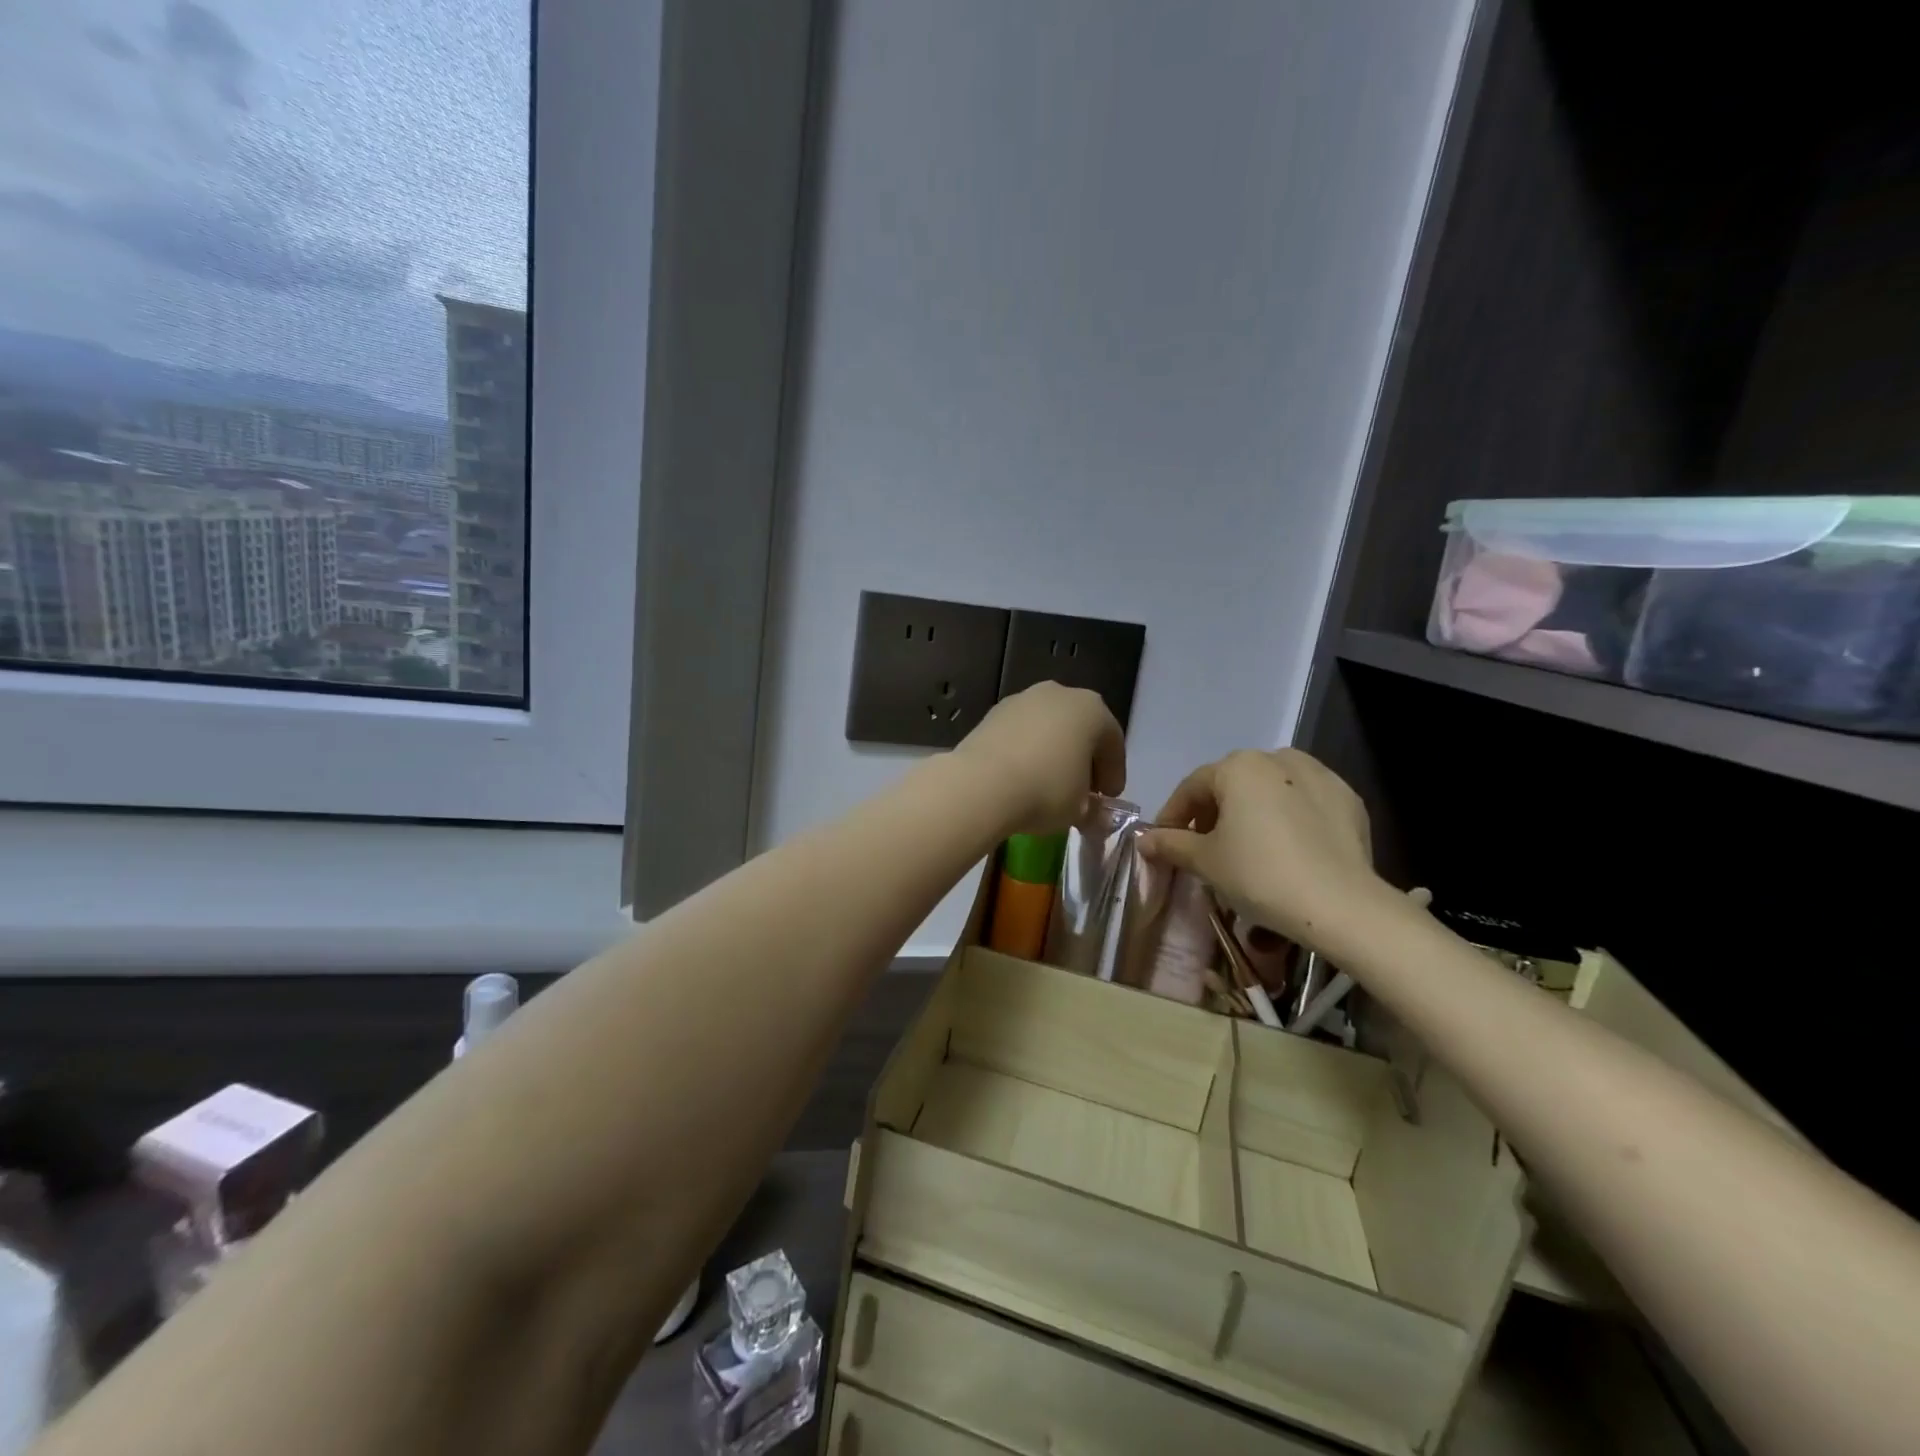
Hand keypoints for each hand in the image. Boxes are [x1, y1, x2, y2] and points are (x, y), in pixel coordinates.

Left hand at [953, 683, 1125, 834]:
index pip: (1113, 743)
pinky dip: (1026, 750)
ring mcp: (1023, 699)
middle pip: (1080, 729)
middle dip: (1083, 759)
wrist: (981, 784)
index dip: (1114, 773)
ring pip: (1048, 728)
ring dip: (1053, 753)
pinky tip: (1021, 777)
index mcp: (1092, 710)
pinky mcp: (993, 712)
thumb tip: (1094, 815)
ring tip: (1048, 785)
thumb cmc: (1045, 791)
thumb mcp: (1079, 809)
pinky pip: (1021, 733)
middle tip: (1082, 791)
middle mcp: (1060, 694)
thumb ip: (1094, 810)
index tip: (1107, 798)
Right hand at [1139, 748, 1383, 947]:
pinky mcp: (1349, 799)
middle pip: (1231, 786)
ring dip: (1251, 814)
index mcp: (1239, 765)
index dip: (1173, 817)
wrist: (1342, 905)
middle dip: (1213, 815)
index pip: (1192, 788)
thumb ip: (1171, 844)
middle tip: (1205, 850)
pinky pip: (1304, 804)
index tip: (1164, 844)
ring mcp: (1320, 775)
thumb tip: (1144, 840)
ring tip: (1247, 850)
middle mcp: (1278, 758)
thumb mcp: (1205, 861)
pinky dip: (1289, 821)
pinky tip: (1287, 851)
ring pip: (1270, 792)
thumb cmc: (1260, 875)